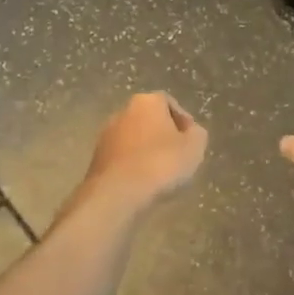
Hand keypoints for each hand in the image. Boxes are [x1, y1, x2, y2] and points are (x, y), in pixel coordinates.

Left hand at [81, 92, 208, 209]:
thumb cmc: (160, 164)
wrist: (117, 193)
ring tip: (160, 173)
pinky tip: (142, 182)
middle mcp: (123, 111)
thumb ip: (197, 133)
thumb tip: (191, 131)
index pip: (169, 103)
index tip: (191, 141)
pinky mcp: (96, 157)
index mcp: (147, 102)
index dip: (183, 121)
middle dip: (163, 135)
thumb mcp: (194, 148)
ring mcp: (106, 134)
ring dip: (146, 151)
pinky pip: (123, 156)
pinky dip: (133, 164)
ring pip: (134, 138)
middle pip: (150, 119)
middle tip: (177, 156)